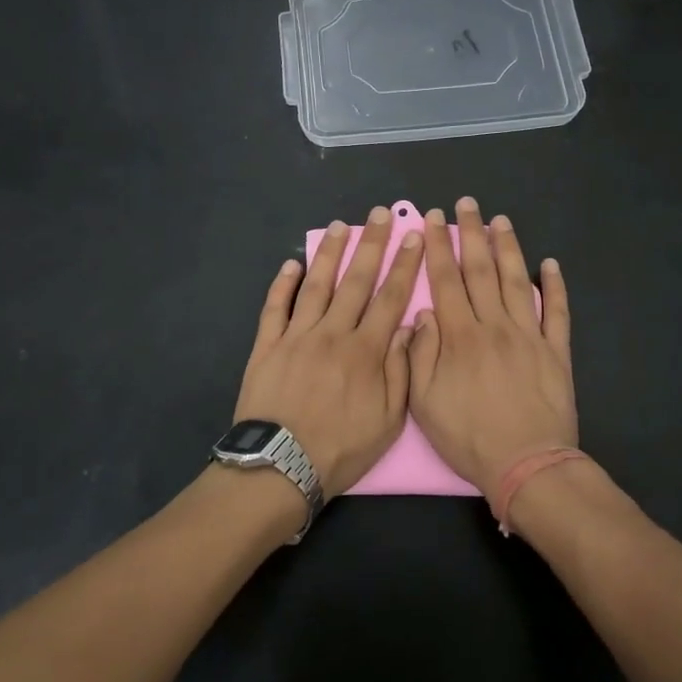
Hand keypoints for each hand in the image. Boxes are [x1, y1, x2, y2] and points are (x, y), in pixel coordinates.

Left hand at [234, 206, 424, 499]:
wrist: (280, 467)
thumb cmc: (340, 449)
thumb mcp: (387, 421)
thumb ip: (400, 371)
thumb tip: (408, 327)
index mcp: (366, 351)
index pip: (390, 298)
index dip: (404, 265)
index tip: (414, 236)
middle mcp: (333, 333)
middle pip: (356, 281)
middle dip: (371, 245)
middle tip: (379, 215)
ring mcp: (296, 336)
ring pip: (317, 286)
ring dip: (330, 254)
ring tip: (340, 226)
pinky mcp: (267, 346)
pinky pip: (276, 308)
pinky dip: (283, 284)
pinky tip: (292, 264)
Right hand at [408, 197, 575, 502]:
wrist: (526, 464)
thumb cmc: (468, 437)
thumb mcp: (424, 402)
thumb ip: (420, 354)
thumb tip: (423, 314)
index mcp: (460, 336)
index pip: (445, 281)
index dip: (437, 247)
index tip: (431, 220)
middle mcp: (495, 325)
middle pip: (480, 270)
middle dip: (470, 234)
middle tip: (466, 204)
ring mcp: (530, 336)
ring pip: (517, 281)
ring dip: (508, 248)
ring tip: (500, 220)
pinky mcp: (556, 351)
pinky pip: (557, 312)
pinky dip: (555, 286)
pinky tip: (550, 264)